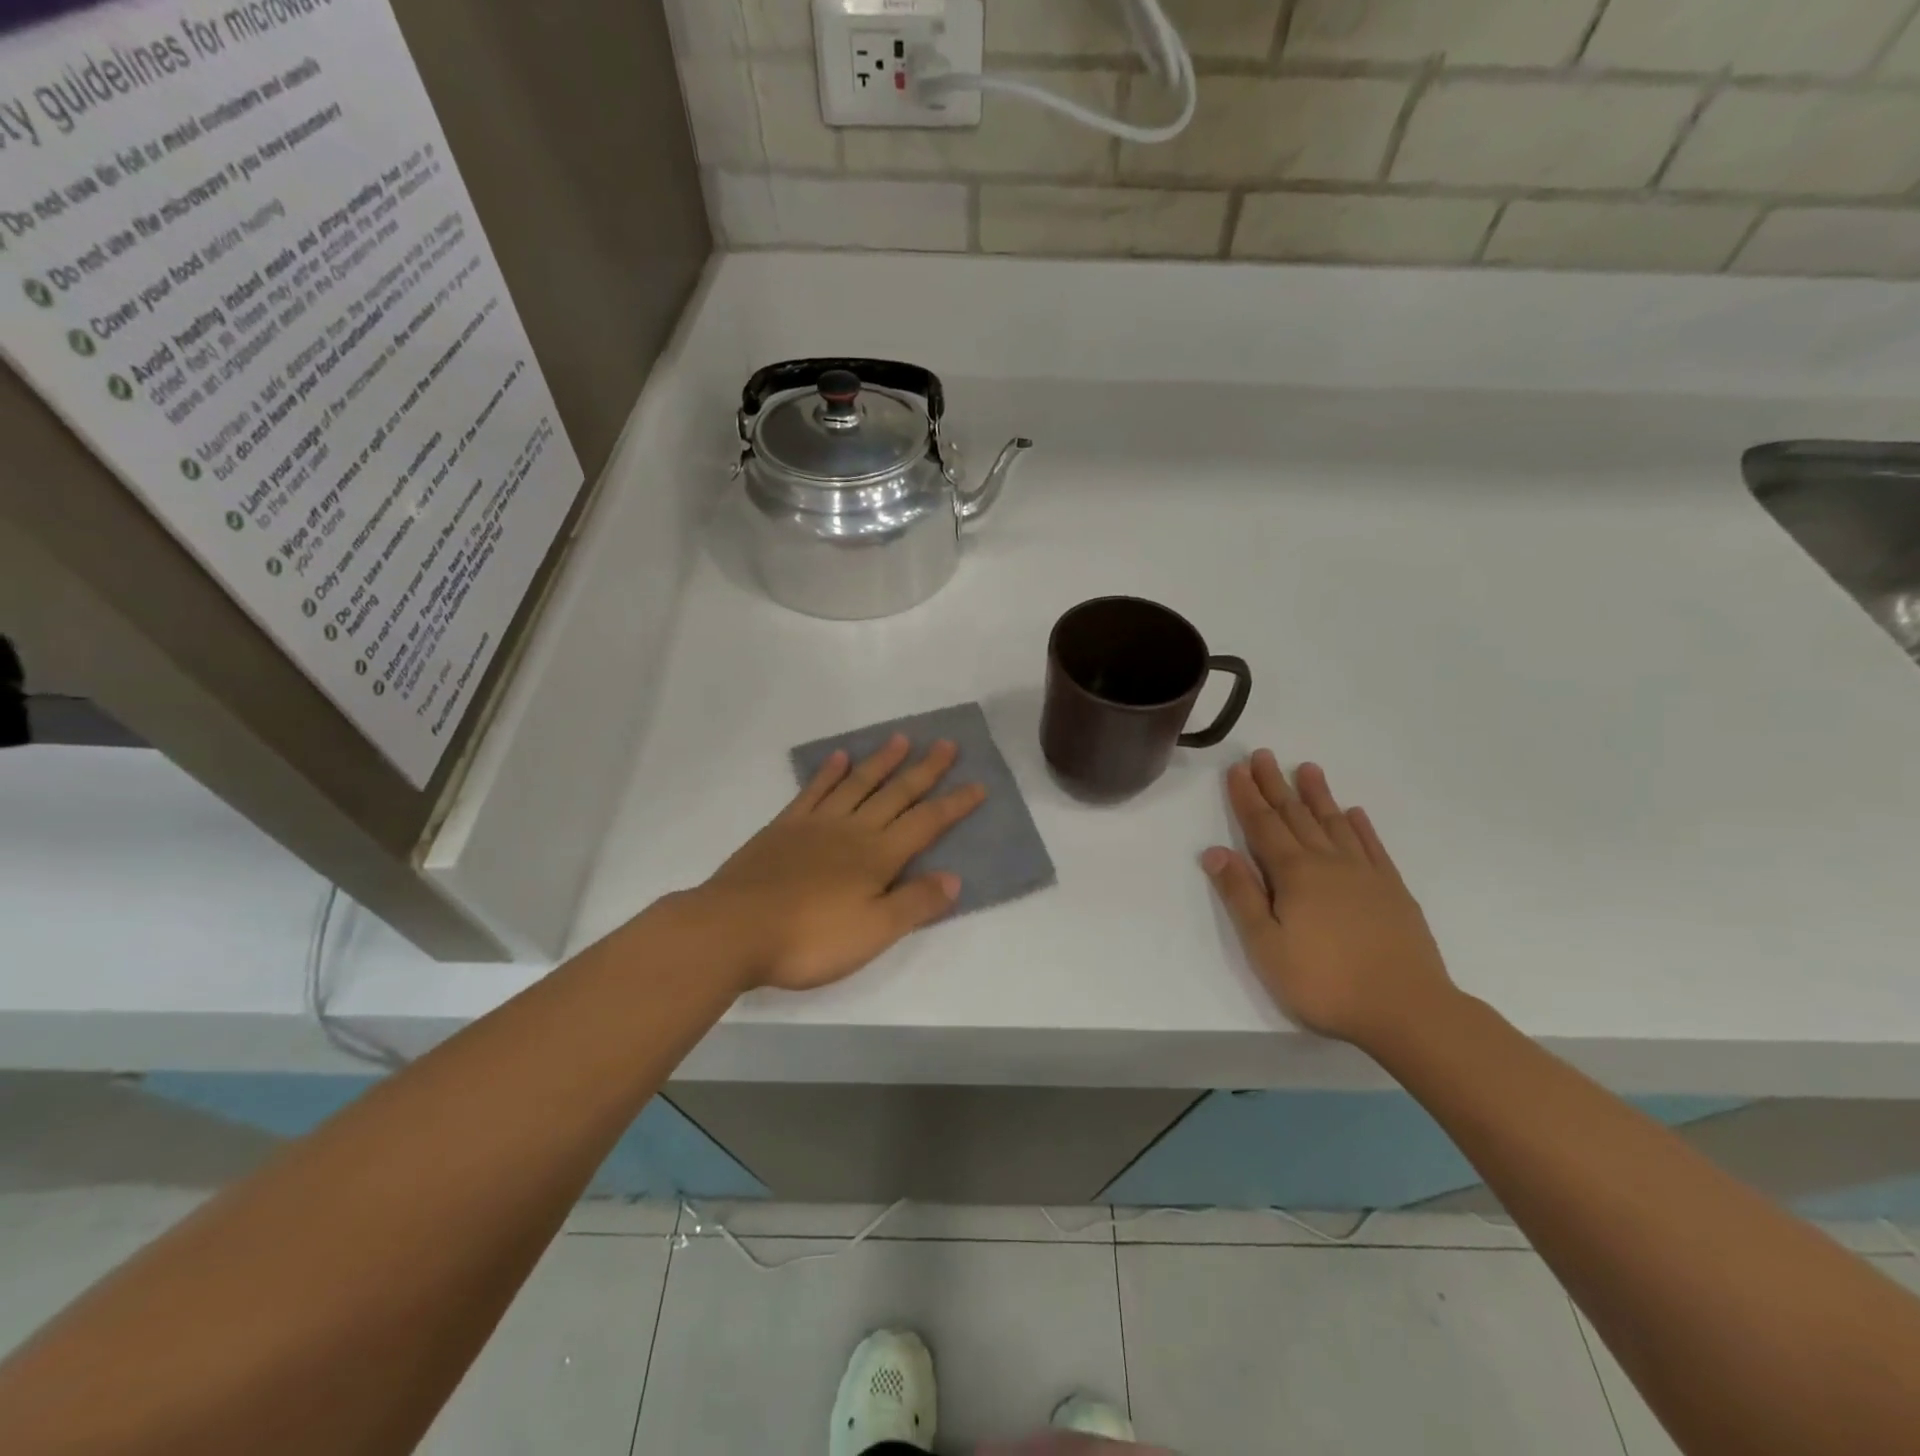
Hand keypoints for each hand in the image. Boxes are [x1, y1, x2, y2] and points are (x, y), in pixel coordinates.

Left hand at [698, 734, 985, 991]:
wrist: (734, 929)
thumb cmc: (810, 938)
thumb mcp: (874, 932)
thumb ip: (915, 903)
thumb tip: (955, 877)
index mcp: (878, 856)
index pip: (927, 823)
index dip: (955, 804)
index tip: (978, 784)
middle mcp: (853, 830)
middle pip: (896, 793)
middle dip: (925, 770)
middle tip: (947, 744)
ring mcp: (816, 824)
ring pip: (858, 784)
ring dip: (882, 761)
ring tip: (901, 739)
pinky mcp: (784, 827)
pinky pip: (813, 791)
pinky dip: (829, 772)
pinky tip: (840, 758)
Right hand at [1201, 751, 1455, 1050]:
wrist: (1407, 1009)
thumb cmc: (1323, 981)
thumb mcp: (1265, 945)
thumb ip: (1240, 895)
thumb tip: (1215, 851)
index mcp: (1294, 874)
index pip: (1263, 826)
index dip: (1247, 797)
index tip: (1236, 769)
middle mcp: (1328, 863)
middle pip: (1295, 815)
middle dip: (1275, 785)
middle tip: (1263, 755)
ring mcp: (1365, 874)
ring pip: (1334, 823)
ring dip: (1317, 795)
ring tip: (1307, 768)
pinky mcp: (1393, 891)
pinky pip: (1372, 847)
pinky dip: (1361, 827)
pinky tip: (1354, 814)